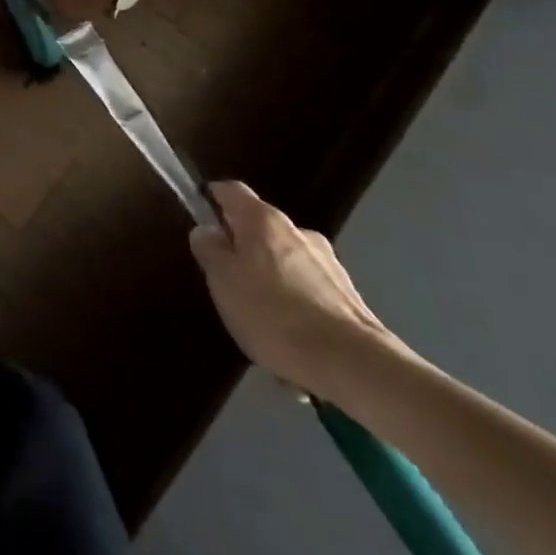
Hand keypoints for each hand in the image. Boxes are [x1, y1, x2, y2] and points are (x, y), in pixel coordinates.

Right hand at [189, 181, 405, 399]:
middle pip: (260, 228)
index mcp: (263, 219)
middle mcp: (298, 230)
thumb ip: (209, 250)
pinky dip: (296, 304)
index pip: (230, 190)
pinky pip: (309, 290)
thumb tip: (207, 232)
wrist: (353, 364)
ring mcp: (329, 263)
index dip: (212, 199)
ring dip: (271, 278)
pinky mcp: (349, 296)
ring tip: (261, 317)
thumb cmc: (273, 313)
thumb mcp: (223, 281)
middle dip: (243, 248)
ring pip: (286, 260)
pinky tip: (291, 337)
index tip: (201, 219)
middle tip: (228, 279)